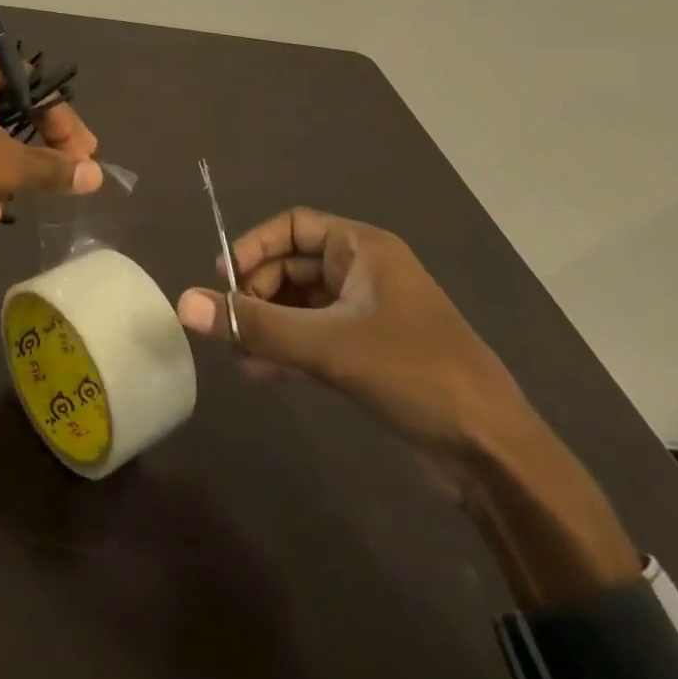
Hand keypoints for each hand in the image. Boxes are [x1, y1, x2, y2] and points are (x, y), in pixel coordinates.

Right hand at [176, 208, 524, 467]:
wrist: (492, 453)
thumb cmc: (412, 373)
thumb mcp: (326, 345)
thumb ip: (254, 323)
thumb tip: (185, 303)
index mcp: (363, 249)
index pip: (293, 225)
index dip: (254, 246)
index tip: (223, 279)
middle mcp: (364, 272)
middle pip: (291, 266)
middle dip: (257, 295)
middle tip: (231, 327)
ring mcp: (368, 314)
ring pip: (300, 305)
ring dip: (268, 326)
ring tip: (241, 356)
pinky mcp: (370, 353)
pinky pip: (315, 336)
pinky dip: (288, 349)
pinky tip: (262, 374)